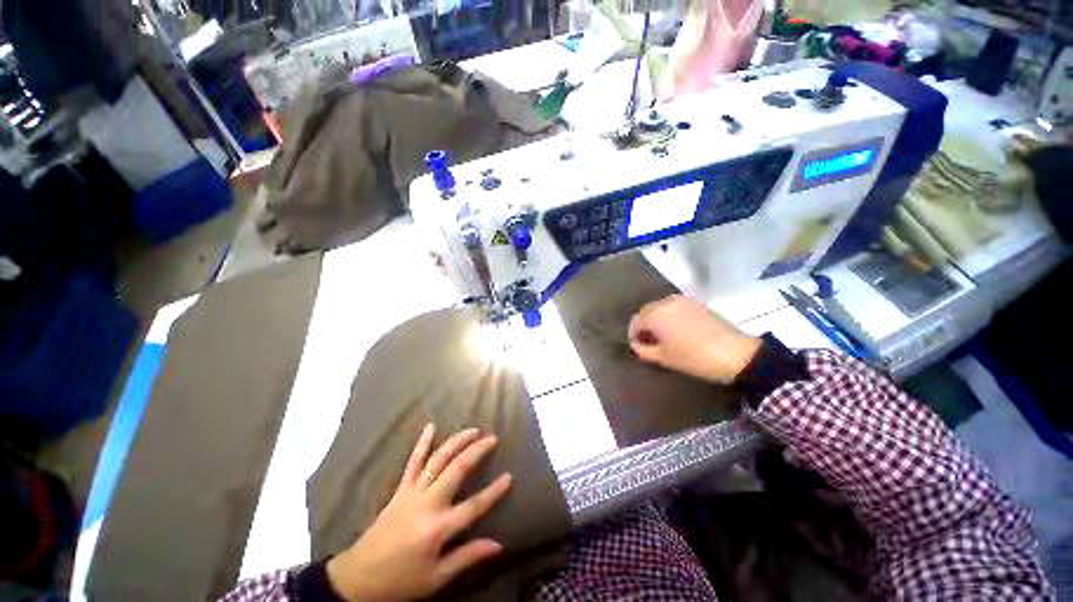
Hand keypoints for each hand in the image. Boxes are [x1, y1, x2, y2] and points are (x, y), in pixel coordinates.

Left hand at [326, 425, 512, 601]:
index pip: (474, 506)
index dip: (494, 491)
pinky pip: (412, 461)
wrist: (358, 577)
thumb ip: (467, 557)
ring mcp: (412, 492)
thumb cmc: (401, 580)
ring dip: (456, 441)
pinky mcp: (400, 488)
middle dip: (476, 451)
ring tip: (472, 430)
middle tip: (492, 438)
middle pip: (457, 470)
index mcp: (437, 528)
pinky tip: (430, 426)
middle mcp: (427, 503)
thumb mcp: (436, 577)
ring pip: (438, 459)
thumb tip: (498, 544)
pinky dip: (422, 443)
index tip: (509, 476)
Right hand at [628, 294, 761, 383]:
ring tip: (663, 336)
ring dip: (657, 320)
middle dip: (644, 326)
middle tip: (649, 342)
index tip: (638, 347)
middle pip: (646, 312)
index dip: (634, 335)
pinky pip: (674, 307)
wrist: (735, 354)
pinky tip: (677, 330)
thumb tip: (638, 345)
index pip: (635, 322)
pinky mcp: (696, 303)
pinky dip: (670, 316)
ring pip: (660, 308)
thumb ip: (644, 350)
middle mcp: (666, 302)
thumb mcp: (664, 358)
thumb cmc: (693, 358)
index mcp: (655, 314)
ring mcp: (683, 300)